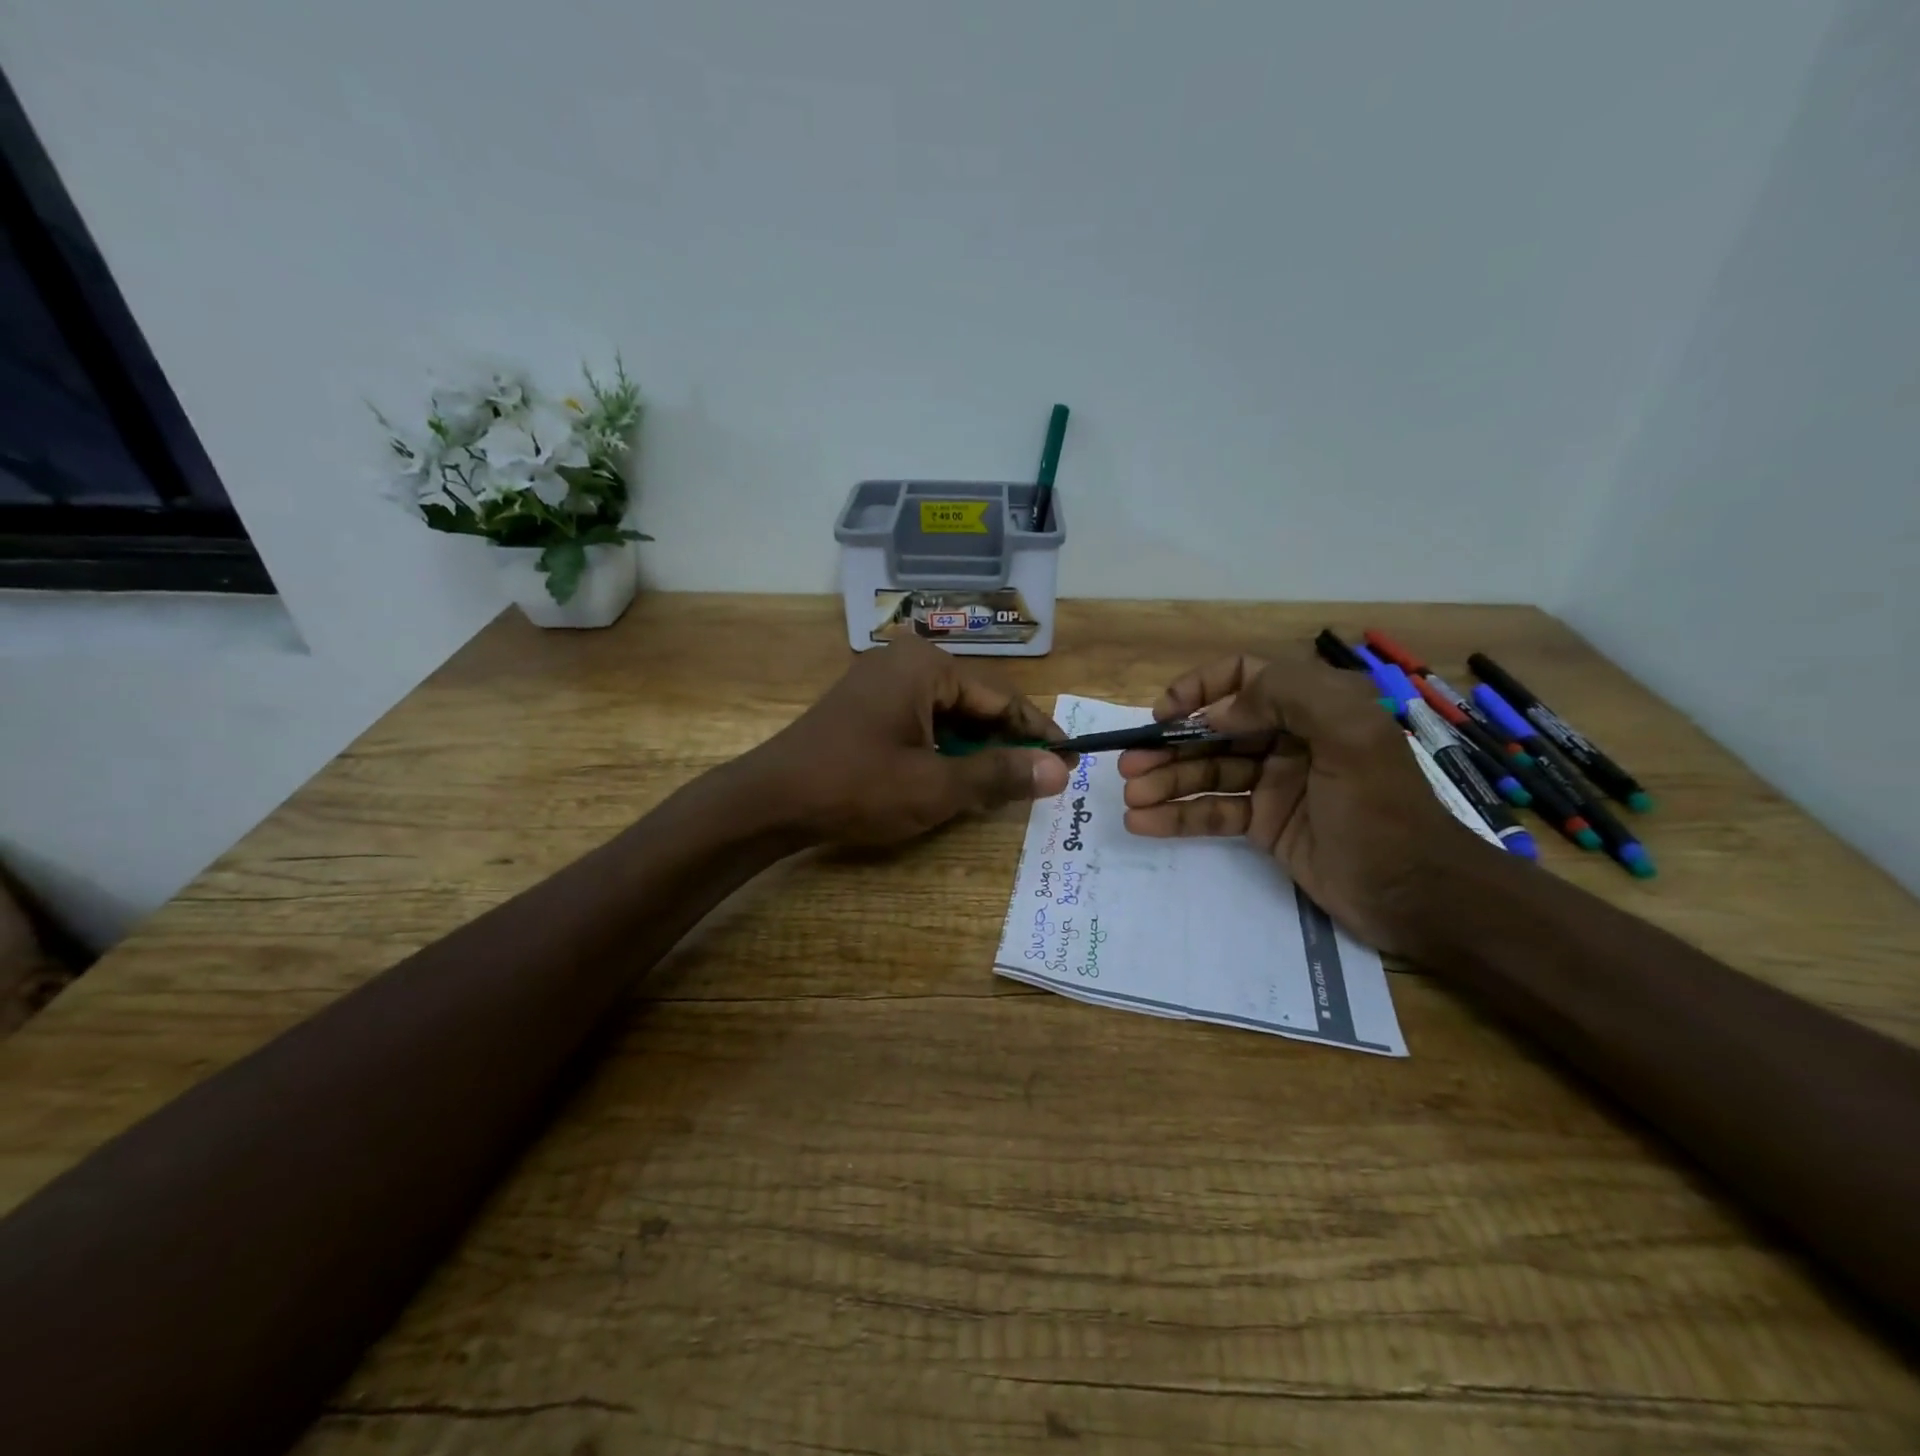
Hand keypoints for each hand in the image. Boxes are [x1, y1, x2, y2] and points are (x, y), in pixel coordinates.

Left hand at [746, 638, 1072, 845]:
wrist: (771, 800)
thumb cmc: (857, 787)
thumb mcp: (936, 786)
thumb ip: (999, 774)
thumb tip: (1058, 770)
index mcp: (926, 666)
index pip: (1002, 698)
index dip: (1038, 732)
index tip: (1071, 758)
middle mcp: (905, 661)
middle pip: (975, 703)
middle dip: (1007, 741)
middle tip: (1043, 775)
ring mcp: (881, 681)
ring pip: (948, 714)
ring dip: (976, 747)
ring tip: (1008, 779)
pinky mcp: (865, 704)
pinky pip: (921, 720)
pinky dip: (944, 747)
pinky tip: (959, 773)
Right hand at [1117, 646, 1489, 952]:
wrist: (1416, 896)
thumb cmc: (1383, 810)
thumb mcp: (1351, 736)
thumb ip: (1287, 698)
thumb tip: (1215, 713)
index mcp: (1312, 707)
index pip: (1243, 676)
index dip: (1200, 688)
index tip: (1166, 714)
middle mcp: (1288, 738)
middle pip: (1214, 729)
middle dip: (1169, 744)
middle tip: (1129, 764)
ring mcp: (1273, 783)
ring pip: (1206, 771)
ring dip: (1164, 781)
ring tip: (1130, 797)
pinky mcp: (1263, 824)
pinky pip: (1212, 811)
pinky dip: (1176, 815)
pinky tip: (1143, 822)